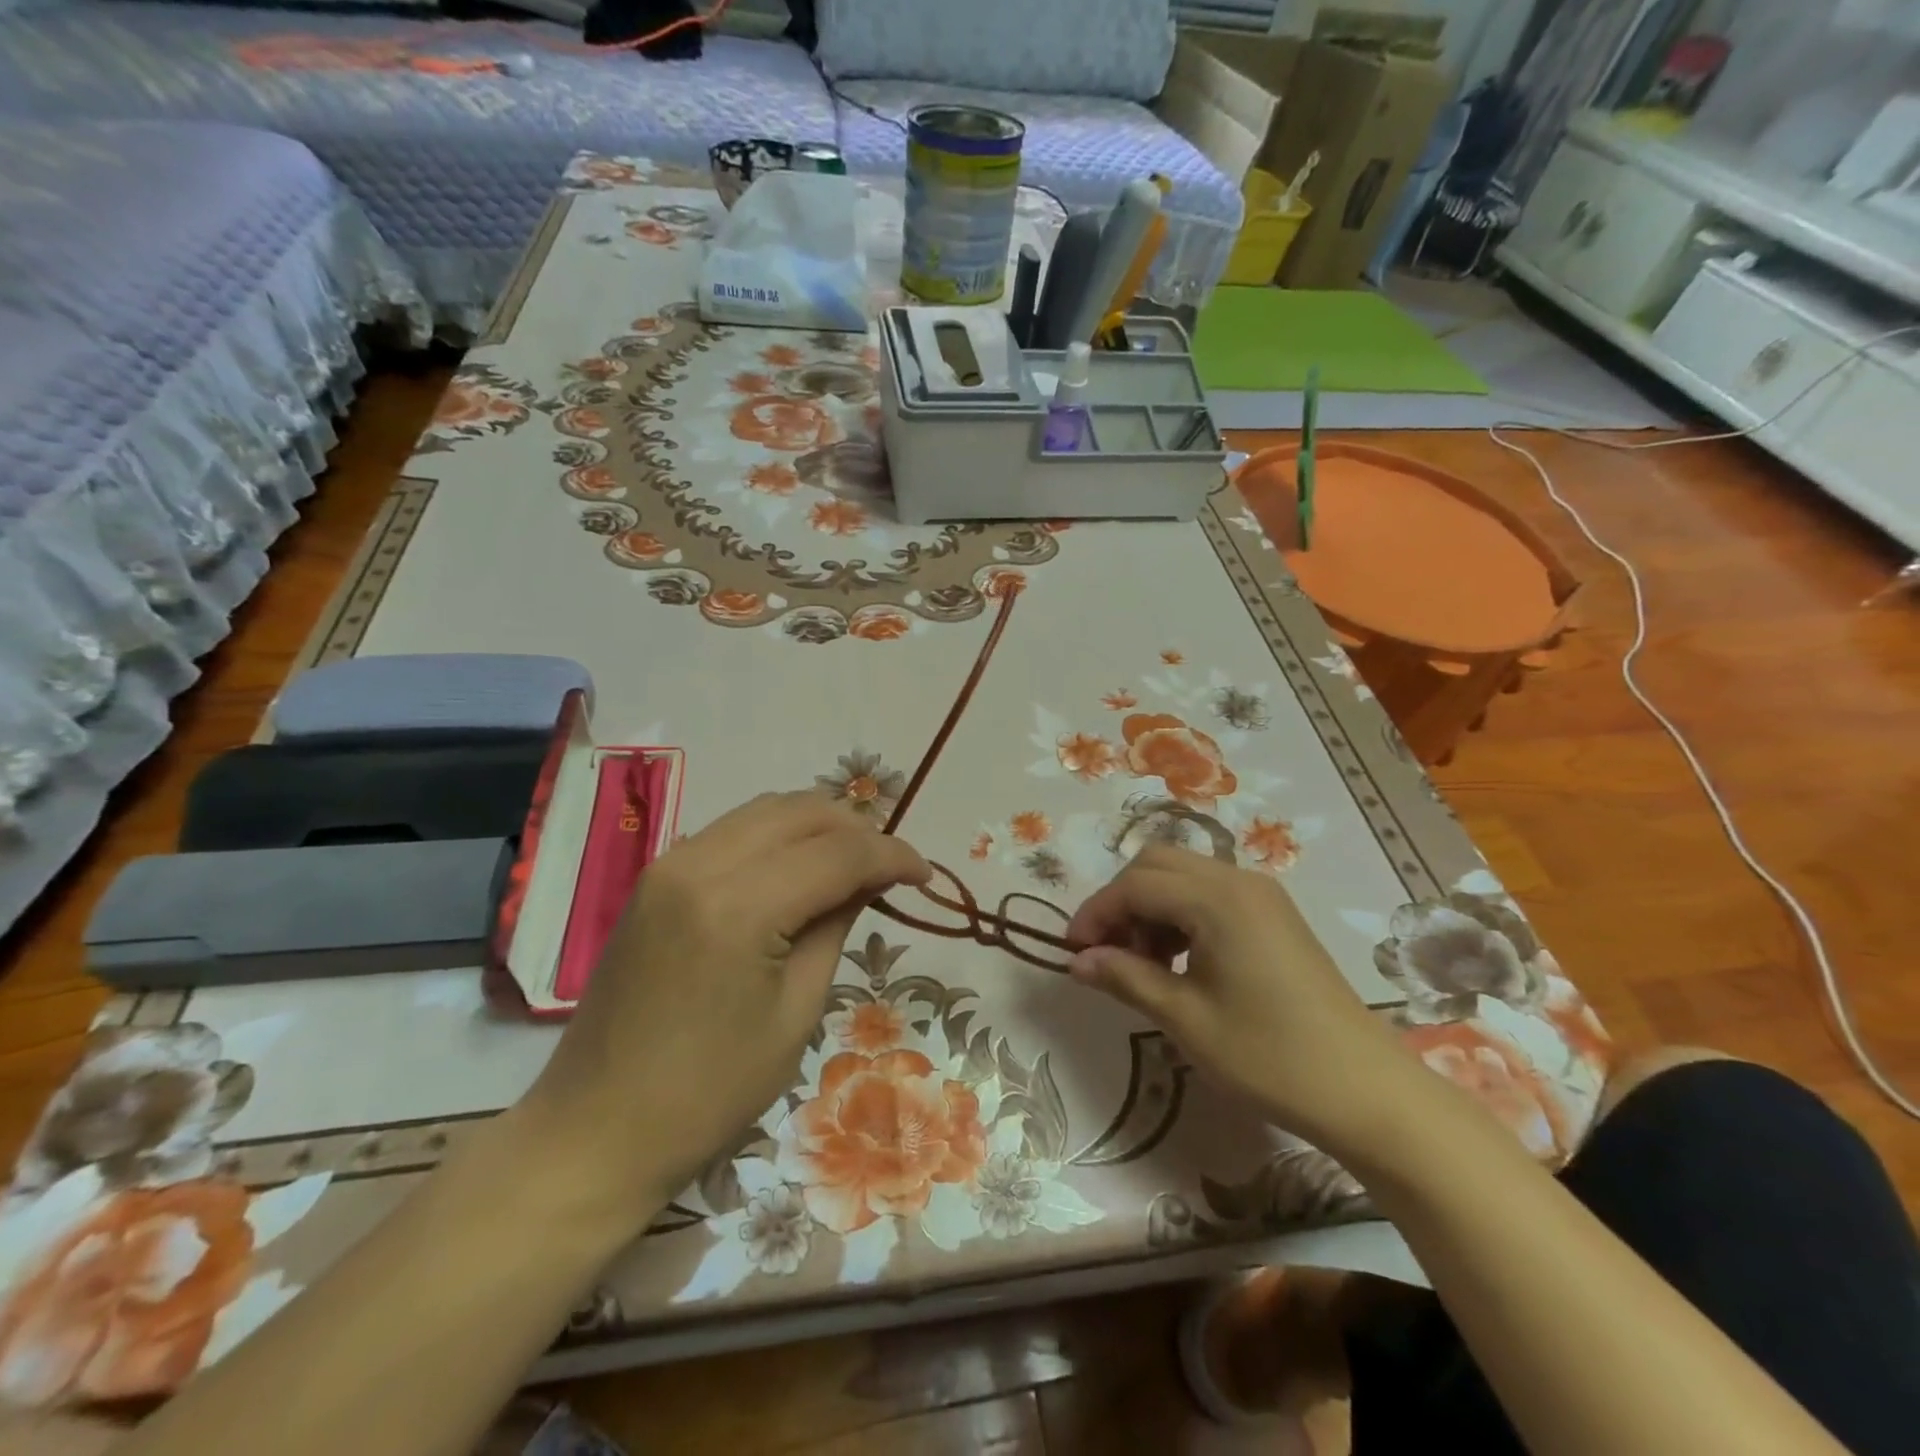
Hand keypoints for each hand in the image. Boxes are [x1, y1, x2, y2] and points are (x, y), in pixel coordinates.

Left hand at [519, 792, 929, 1222]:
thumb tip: (868, 879)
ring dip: (819, 826)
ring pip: (767, 809)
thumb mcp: (795, 1012)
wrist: (597, 1128)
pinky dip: (779, 836)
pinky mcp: (656, 875)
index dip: (891, 855)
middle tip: (891, 869)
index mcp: (738, 907)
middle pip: (802, 811)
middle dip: (858, 829)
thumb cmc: (709, 1092)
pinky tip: (800, 869)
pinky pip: (734, 829)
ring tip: (853, 863)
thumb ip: (835, 926)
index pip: (837, 853)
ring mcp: (670, 863)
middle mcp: (699, 863)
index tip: (925, 874)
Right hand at [1067, 844, 1413, 1157]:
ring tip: (1142, 964)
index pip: (1135, 884)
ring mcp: (1261, 895)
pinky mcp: (1273, 915)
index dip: (1096, 913)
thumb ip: (1126, 977)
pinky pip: (1209, 894)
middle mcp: (1238, 880)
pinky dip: (1179, 914)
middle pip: (1157, 864)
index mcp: (1217, 899)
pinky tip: (1178, 961)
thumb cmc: (1269, 1055)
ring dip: (1150, 907)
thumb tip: (1078, 960)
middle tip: (1107, 953)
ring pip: (1183, 875)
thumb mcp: (1186, 1019)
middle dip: (1121, 902)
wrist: (1366, 1090)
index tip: (1073, 952)